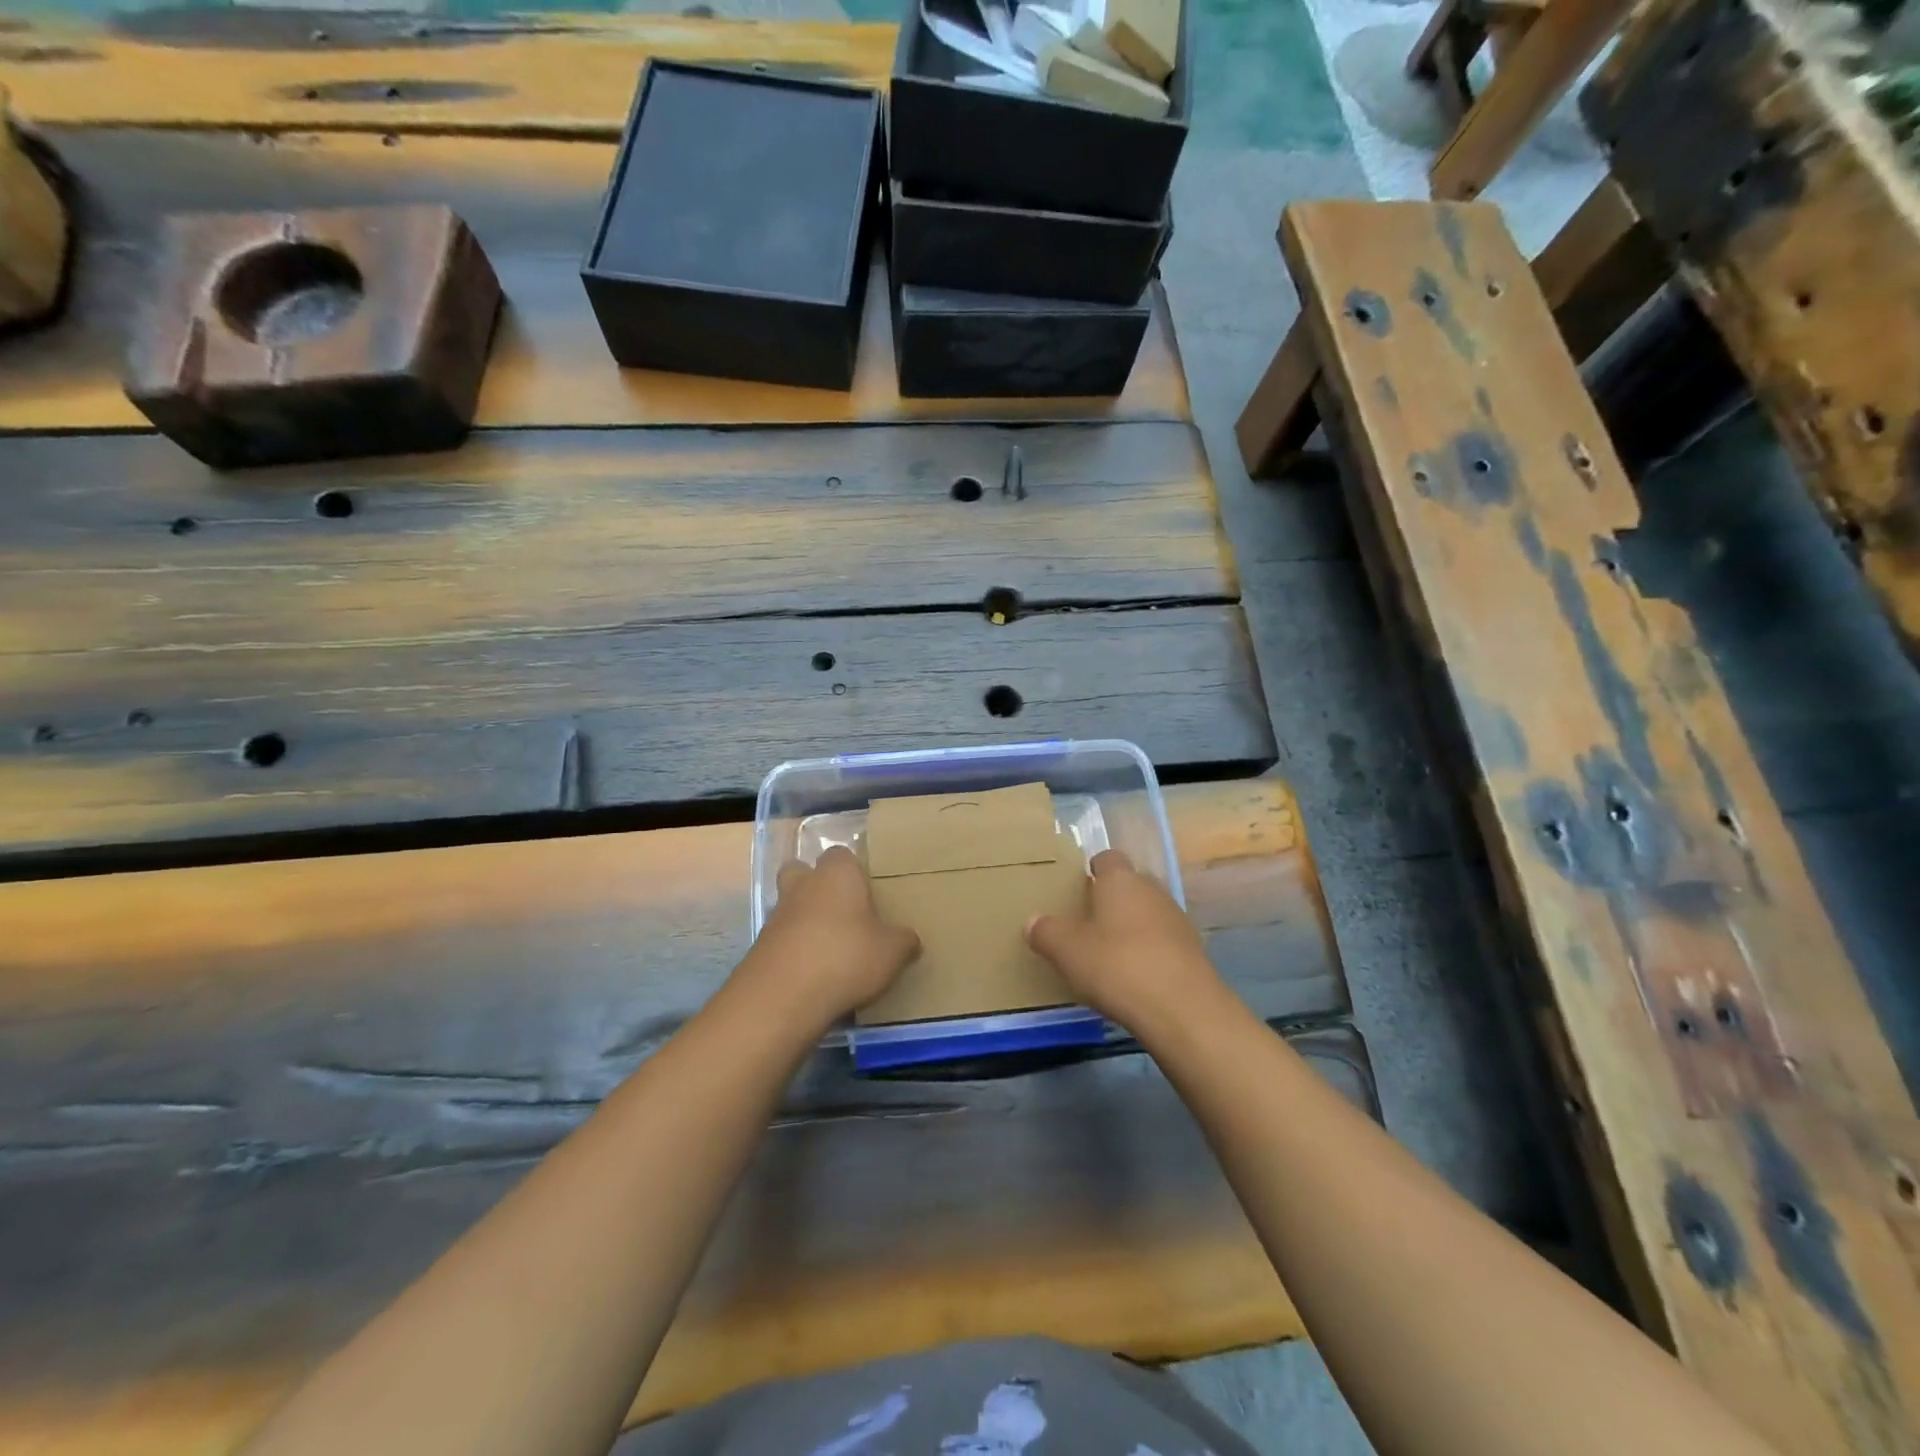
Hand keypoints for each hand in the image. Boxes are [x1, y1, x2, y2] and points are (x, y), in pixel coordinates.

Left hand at [738, 846, 920, 1025]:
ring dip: (806, 921)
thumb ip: (904, 940)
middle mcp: (803, 885)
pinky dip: (796, 950)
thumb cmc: (846, 957)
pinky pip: (783, 939)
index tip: (869, 892)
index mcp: (837, 874)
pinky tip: (815, 974)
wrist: (783, 996)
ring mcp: (777, 915)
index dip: (854, 871)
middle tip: (844, 911)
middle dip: (818, 886)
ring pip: (791, 906)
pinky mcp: (761, 947)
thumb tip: (910, 939)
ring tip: (833, 949)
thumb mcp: (892, 952)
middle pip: (803, 871)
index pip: (842, 854)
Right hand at [1025, 849, 1225, 1033]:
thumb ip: (1046, 932)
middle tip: (1086, 922)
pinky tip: (1134, 976)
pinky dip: (1148, 951)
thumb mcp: (1067, 951)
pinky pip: (1162, 941)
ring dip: (1131, 926)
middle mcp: (1152, 890)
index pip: (1107, 858)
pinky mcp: (1193, 950)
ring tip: (1108, 952)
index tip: (1077, 887)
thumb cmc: (1117, 966)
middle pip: (1129, 885)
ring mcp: (1177, 919)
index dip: (1092, 869)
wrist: (1183, 1010)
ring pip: (1147, 913)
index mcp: (1120, 880)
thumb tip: (1032, 921)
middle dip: (1111, 899)